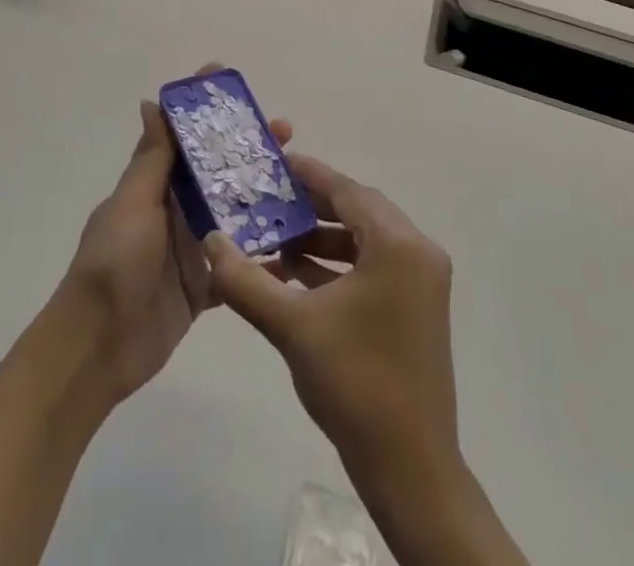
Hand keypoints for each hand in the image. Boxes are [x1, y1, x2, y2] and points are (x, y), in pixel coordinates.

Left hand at [57, 78, 291, 407]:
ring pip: (232, 213)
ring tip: (301, 182)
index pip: (180, 135)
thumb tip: (152, 102)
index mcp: (153, 184)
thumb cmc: (114, 263)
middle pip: (215, 170)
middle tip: (285, 131)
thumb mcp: (132, 203)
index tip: (226, 78)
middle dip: (246, 148)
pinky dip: (262, 258)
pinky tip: (296, 248)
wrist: (98, 347)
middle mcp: (173, 209)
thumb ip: (150, 159)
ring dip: (261, 196)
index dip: (200, 107)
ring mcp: (189, 248)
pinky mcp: (202, 287)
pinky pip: (237, 266)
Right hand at [205, 154, 457, 481]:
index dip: (308, 175)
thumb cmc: (354, 383)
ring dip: (323, 239)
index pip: (346, 190)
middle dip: (312, 206)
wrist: (410, 468)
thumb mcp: (292, 325)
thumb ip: (245, 279)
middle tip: (271, 201)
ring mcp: (424, 280)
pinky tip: (298, 276)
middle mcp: (418, 251)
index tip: (274, 164)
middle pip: (358, 209)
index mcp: (398, 245)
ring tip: (277, 242)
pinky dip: (340, 265)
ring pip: (366, 239)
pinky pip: (375, 265)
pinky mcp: (420, 306)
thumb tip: (210, 240)